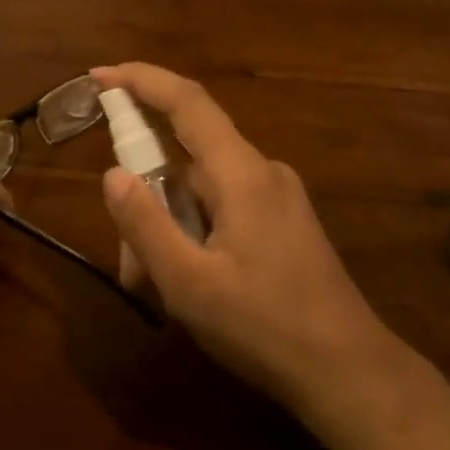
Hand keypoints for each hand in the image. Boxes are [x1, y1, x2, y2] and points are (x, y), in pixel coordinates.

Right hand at [93, 63, 392, 413]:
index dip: (141, 80)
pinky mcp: (285, 223)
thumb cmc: (266, 329)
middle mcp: (263, 171)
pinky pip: (225, 210)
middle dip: (148, 201)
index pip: (187, 102)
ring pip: (203, 192)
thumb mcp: (189, 284)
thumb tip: (111, 173)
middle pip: (187, 161)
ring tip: (160, 291)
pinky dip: (196, 235)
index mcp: (242, 174)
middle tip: (132, 267)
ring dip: (171, 229)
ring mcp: (278, 197)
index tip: (99, 75)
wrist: (350, 373)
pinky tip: (192, 286)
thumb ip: (145, 225)